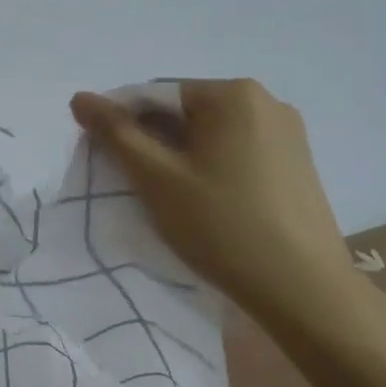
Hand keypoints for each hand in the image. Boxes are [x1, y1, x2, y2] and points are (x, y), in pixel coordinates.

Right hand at [69, 79, 356, 333]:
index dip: (122, 124)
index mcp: (232, 94)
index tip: (105, 161)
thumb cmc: (223, 226)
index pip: (155, 95)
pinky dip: (209, 167)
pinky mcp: (296, 164)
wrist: (305, 292)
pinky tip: (204, 202)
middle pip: (184, 112)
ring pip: (209, 134)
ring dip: (179, 156)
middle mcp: (265, 101)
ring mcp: (287, 133)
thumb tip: (80, 97)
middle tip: (133, 183)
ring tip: (167, 197)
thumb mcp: (156, 177)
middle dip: (152, 141)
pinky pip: (236, 152)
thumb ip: (115, 132)